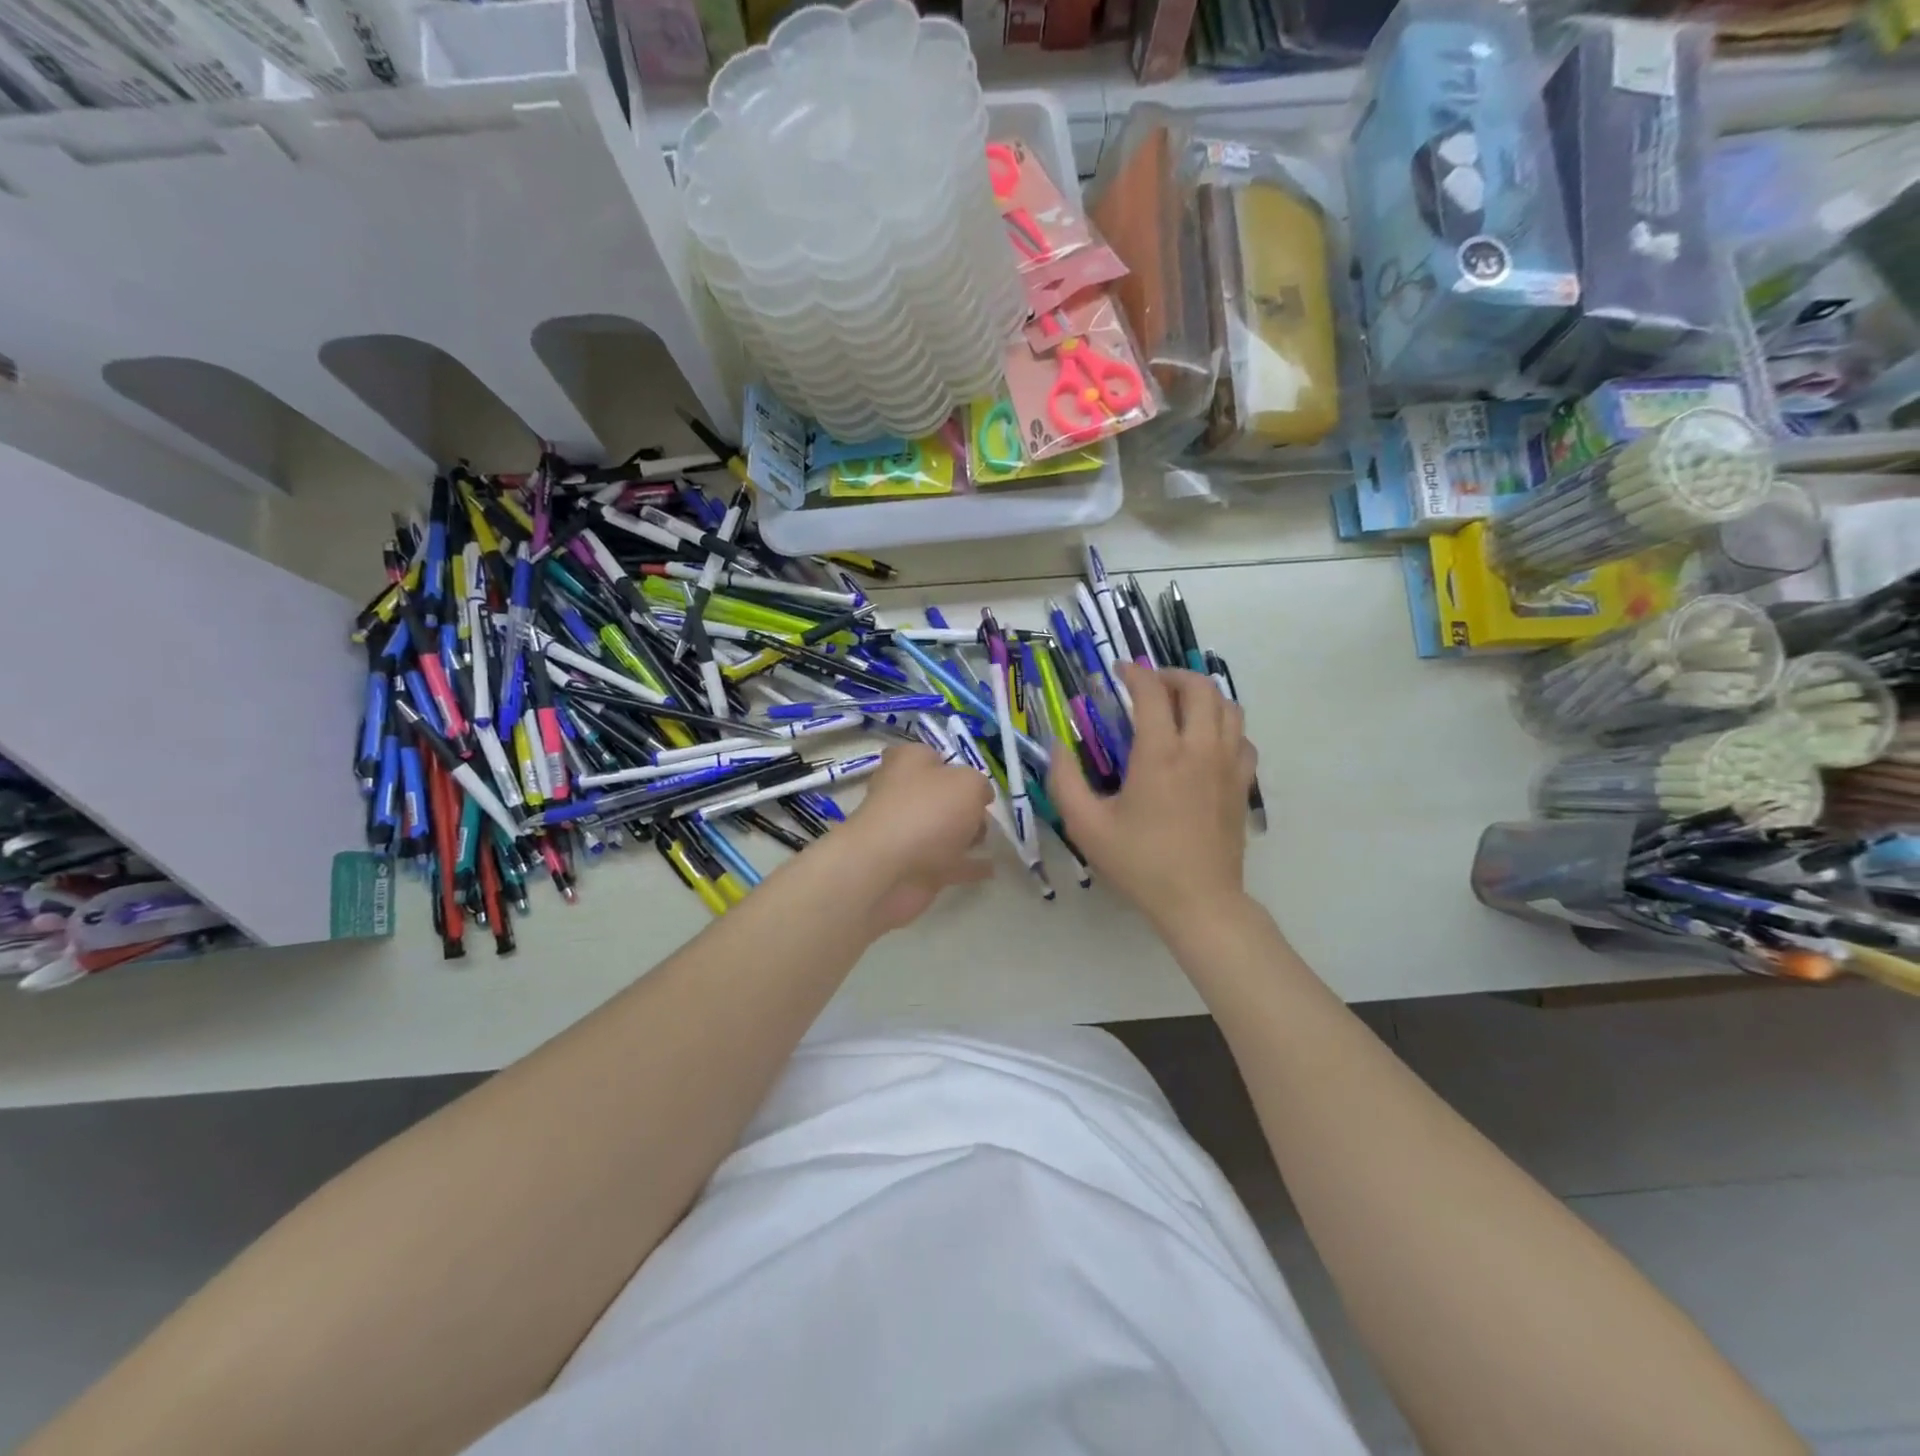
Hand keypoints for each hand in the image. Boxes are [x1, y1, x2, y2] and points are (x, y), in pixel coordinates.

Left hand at [839, 742, 993, 933]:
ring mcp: (906, 833)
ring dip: (964, 835)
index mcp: (908, 763)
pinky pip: (949, 863)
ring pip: (942, 830)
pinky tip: (991, 868)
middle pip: (937, 795)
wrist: (888, 869)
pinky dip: (967, 865)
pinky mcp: (914, 866)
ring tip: (990, 839)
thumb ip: (979, 785)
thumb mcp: (968, 783)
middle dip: (961, 804)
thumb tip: (980, 796)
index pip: (927, 755)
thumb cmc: (928, 810)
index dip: (950, 764)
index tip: (972, 780)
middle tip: (983, 813)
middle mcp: (903, 794)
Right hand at [1048, 664, 1256, 936]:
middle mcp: (1200, 749)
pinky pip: (1242, 738)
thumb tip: (1056, 745)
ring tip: (1179, 706)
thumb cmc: (1139, 863)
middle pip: (1200, 687)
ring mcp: (1228, 765)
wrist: (1199, 901)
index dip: (1135, 673)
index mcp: (1160, 754)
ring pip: (1228, 707)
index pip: (1152, 692)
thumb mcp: (1086, 825)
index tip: (1119, 672)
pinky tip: (1206, 741)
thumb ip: (1064, 780)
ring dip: (1202, 696)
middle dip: (1173, 675)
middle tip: (1151, 685)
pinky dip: (1225, 726)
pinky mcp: (1242, 783)